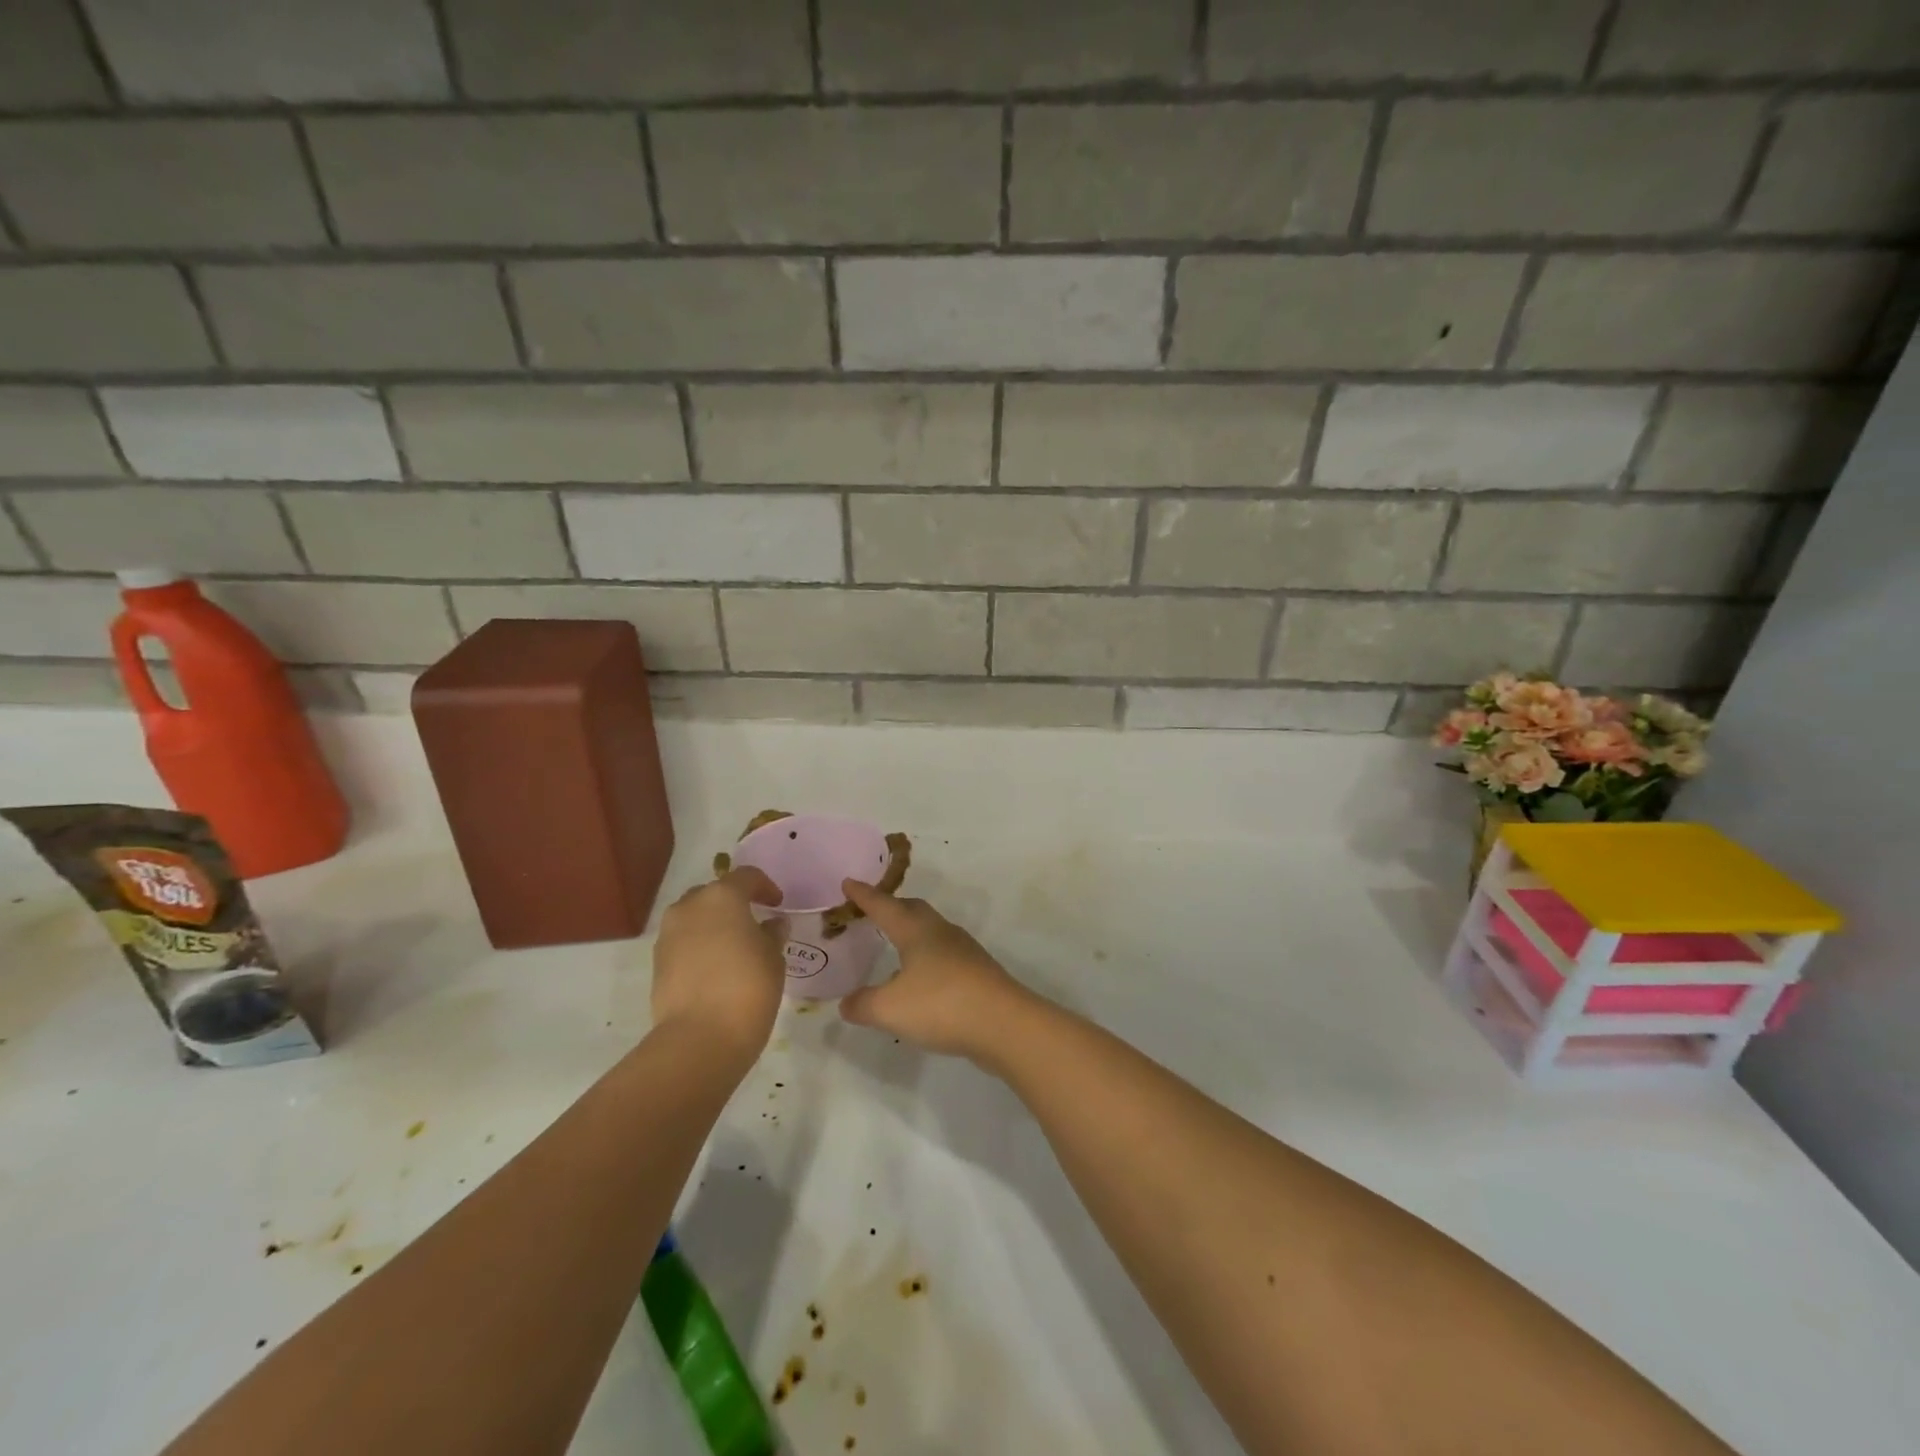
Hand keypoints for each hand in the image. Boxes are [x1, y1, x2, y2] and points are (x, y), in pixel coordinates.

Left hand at [652, 868, 786, 1056]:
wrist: (699, 1038)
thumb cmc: (748, 988)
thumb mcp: (773, 958)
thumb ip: (772, 934)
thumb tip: (772, 925)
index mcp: (722, 897)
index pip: (746, 877)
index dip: (765, 887)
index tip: (777, 904)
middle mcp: (690, 906)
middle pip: (714, 893)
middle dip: (733, 903)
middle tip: (753, 922)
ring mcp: (668, 934)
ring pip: (694, 917)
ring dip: (713, 924)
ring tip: (733, 947)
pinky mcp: (657, 962)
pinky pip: (683, 941)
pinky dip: (699, 945)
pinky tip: (715, 968)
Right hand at [838, 879, 1030, 1060]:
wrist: (1004, 1023)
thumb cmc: (941, 1005)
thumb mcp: (890, 1009)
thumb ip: (863, 1005)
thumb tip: (846, 1003)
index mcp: (916, 931)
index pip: (884, 906)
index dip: (864, 895)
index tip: (849, 882)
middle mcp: (941, 932)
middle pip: (913, 910)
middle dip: (891, 907)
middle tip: (873, 910)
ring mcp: (964, 950)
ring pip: (931, 931)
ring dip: (911, 932)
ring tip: (896, 944)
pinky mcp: (977, 972)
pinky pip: (944, 954)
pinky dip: (927, 957)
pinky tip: (922, 979)